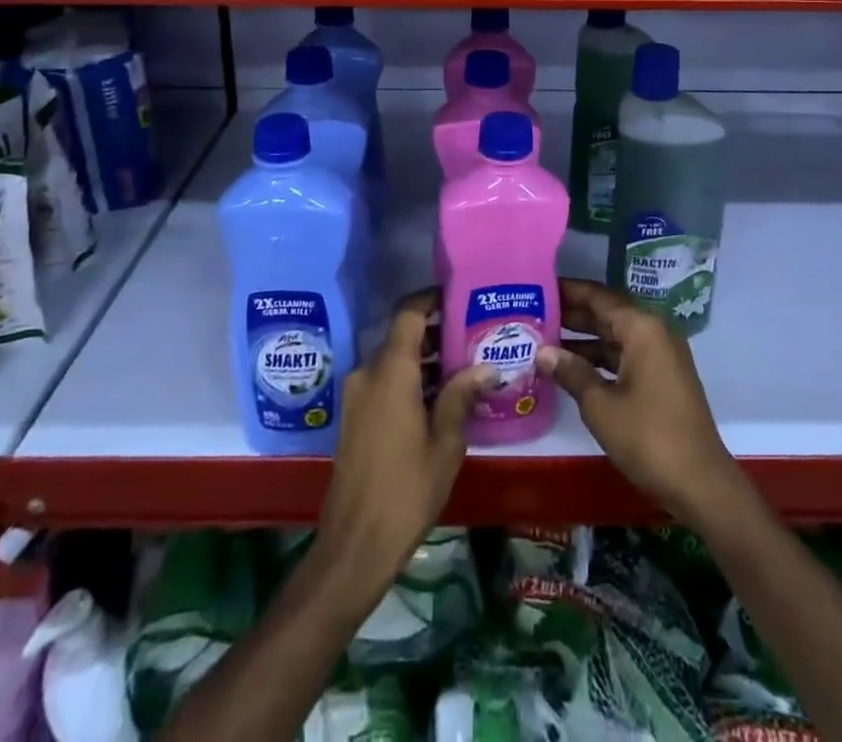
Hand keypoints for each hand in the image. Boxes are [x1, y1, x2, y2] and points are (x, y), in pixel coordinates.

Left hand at [316, 290, 491, 594]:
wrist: (354, 545)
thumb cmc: (406, 490)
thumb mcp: (445, 443)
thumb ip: (462, 395)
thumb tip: (487, 366)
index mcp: (390, 371)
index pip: (409, 313)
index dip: (432, 298)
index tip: (460, 296)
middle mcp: (368, 373)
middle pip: (402, 335)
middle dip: (436, 331)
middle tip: (474, 335)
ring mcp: (357, 395)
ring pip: (394, 359)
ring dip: (424, 359)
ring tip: (464, 366)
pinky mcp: (354, 416)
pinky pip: (384, 381)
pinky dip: (409, 378)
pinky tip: (440, 397)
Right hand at [539, 279, 746, 526]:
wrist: (701, 485)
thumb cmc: (649, 438)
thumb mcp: (601, 406)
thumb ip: (571, 372)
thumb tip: (541, 351)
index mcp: (642, 327)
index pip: (597, 296)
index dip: (567, 291)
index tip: (537, 286)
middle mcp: (653, 331)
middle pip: (606, 312)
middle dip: (571, 313)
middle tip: (532, 312)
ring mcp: (660, 355)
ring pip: (614, 335)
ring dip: (582, 337)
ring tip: (542, 338)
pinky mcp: (661, 377)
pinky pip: (624, 354)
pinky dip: (599, 358)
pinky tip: (570, 367)